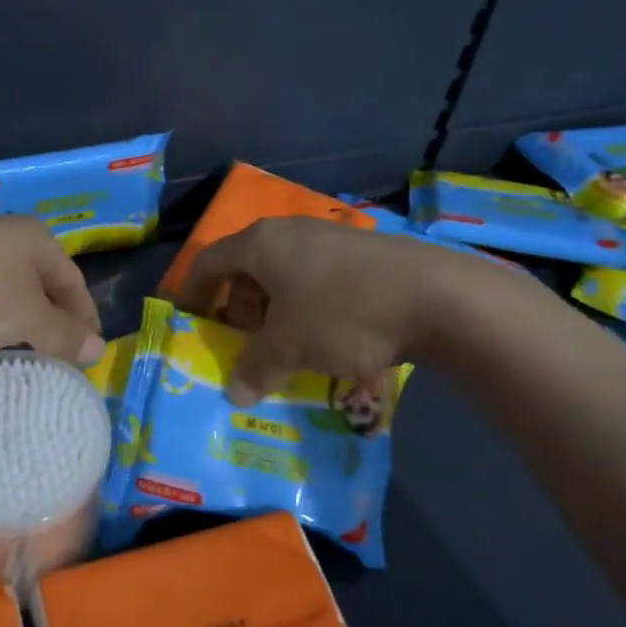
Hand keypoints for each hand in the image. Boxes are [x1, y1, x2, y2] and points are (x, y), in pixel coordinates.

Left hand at [0, 216, 105, 363]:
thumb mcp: (27, 317)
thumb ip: (63, 334)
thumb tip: (100, 349)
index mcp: (37, 238)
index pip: (74, 282)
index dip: (86, 318)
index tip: (92, 353)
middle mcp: (8, 236)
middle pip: (43, 284)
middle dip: (54, 320)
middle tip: (62, 356)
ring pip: (10, 290)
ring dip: (22, 320)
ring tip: (29, 352)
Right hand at [175, 216, 500, 403]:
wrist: (436, 295)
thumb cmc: (343, 313)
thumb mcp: (289, 346)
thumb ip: (254, 367)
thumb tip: (234, 393)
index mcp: (260, 243)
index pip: (208, 262)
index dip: (193, 293)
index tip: (189, 323)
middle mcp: (289, 232)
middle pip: (246, 269)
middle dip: (238, 310)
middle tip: (243, 346)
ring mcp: (328, 239)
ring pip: (283, 276)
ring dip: (275, 313)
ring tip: (286, 349)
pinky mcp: (361, 254)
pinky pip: (316, 280)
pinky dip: (307, 308)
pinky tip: (326, 340)